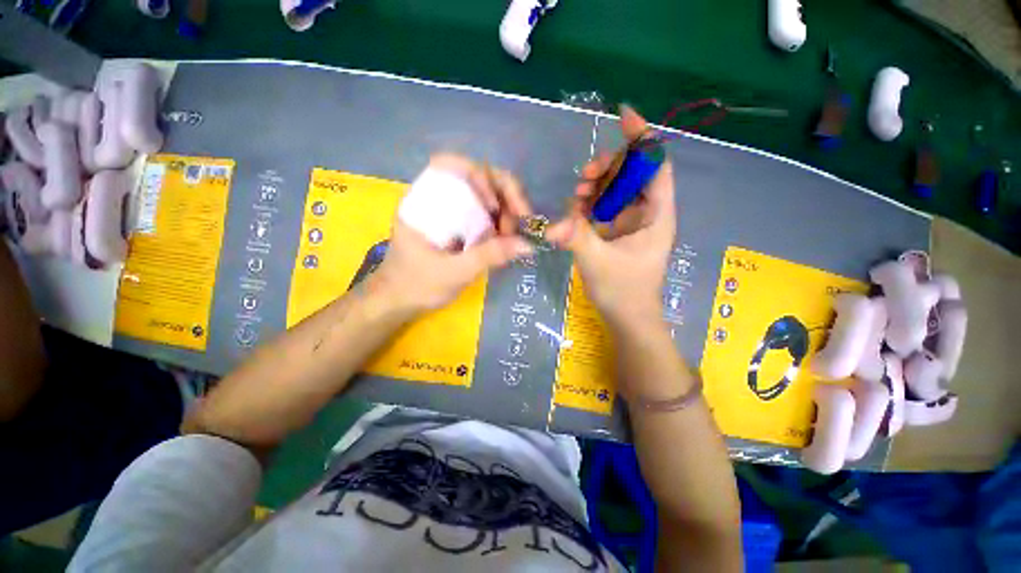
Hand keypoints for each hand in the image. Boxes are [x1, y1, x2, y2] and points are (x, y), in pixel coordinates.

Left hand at [372, 154, 534, 312]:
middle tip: (517, 224)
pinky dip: (499, 222)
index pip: (453, 165)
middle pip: (477, 177)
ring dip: (505, 211)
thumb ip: (489, 256)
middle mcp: (438, 198)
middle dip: (503, 195)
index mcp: (423, 200)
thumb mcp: (454, 273)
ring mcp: (450, 211)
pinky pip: (484, 214)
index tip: (495, 207)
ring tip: (512, 237)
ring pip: (485, 195)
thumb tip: (527, 244)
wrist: (399, 302)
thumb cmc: (417, 286)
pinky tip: (505, 239)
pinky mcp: (458, 225)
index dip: (480, 178)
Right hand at [546, 106, 675, 328]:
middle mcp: (646, 213)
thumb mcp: (598, 262)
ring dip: (595, 187)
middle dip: (608, 168)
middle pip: (631, 174)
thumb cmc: (623, 291)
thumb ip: (575, 238)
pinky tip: (577, 211)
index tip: (623, 116)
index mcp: (655, 215)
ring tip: (577, 197)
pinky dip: (590, 205)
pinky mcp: (617, 233)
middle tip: (584, 178)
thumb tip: (550, 226)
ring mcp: (630, 223)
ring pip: (615, 190)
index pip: (655, 166)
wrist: (628, 318)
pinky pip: (604, 208)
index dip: (643, 139)